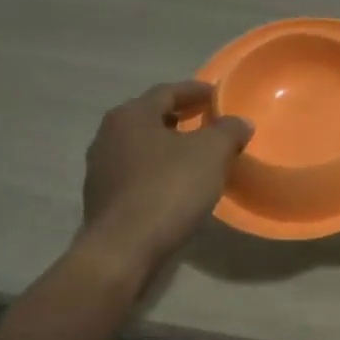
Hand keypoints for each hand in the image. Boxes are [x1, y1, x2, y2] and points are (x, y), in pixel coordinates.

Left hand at [78, 82, 252, 271]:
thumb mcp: (211, 153)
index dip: (196, 91)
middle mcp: (108, 135)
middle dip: (181, 117)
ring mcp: (101, 169)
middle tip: (209, 121)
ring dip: (169, 146)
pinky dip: (159, 170)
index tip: (218, 94)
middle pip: (151, 117)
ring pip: (143, 147)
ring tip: (197, 154)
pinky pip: (137, 173)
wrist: (124, 249)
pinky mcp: (103, 198)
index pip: (167, 92)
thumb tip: (239, 121)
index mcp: (131, 115)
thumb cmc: (168, 189)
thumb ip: (228, 130)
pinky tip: (178, 184)